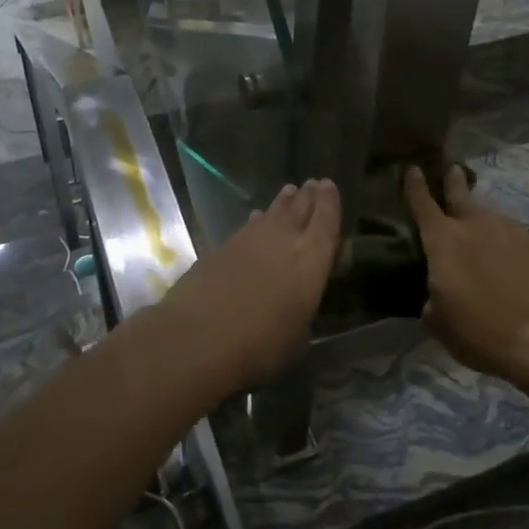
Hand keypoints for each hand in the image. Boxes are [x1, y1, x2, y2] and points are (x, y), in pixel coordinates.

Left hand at [152, 180, 339, 390]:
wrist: (198, 336)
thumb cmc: (260, 345)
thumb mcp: (296, 337)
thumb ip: (300, 312)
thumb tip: (295, 306)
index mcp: (311, 260)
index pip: (325, 222)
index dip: (330, 203)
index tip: (329, 184)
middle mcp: (284, 240)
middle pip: (299, 210)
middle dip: (308, 196)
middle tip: (312, 183)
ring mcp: (250, 240)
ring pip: (272, 213)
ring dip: (283, 203)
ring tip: (290, 191)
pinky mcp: (222, 246)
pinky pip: (248, 226)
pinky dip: (256, 221)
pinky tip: (256, 219)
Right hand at [405, 165, 528, 380]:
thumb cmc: (482, 331)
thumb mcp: (440, 324)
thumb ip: (431, 299)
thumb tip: (436, 293)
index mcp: (443, 241)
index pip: (423, 204)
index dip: (414, 186)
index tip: (412, 169)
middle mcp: (475, 226)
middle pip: (460, 194)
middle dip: (453, 180)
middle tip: (451, 168)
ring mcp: (509, 231)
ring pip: (487, 213)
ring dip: (479, 212)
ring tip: (476, 219)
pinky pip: (509, 231)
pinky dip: (500, 234)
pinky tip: (503, 250)